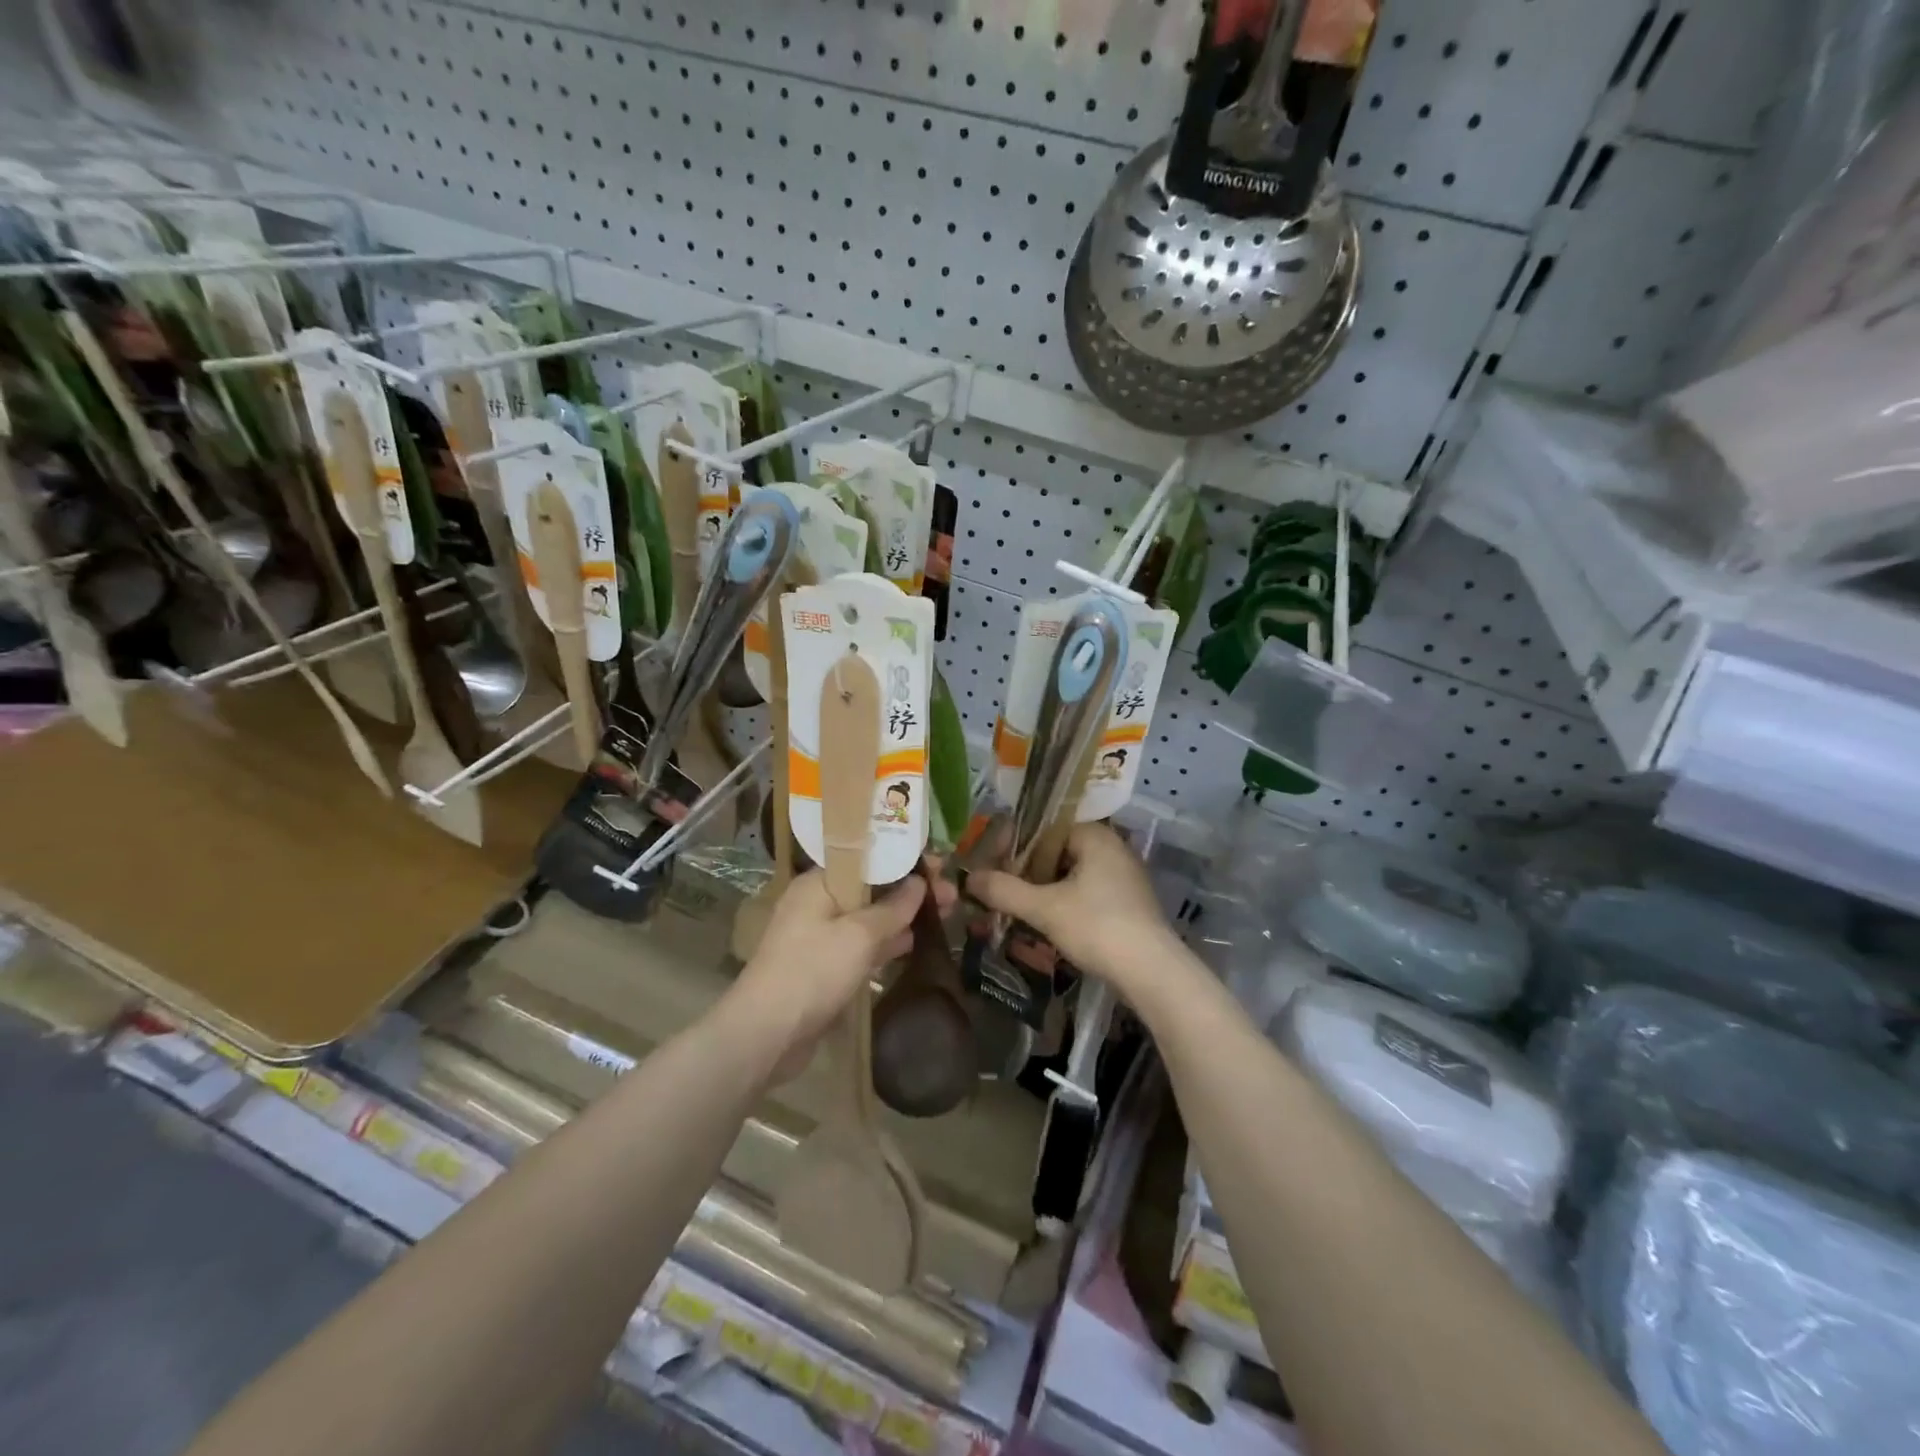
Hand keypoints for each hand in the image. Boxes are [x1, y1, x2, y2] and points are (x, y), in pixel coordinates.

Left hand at [725, 870, 925, 1072]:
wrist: (767, 1035)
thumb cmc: (813, 971)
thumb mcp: (859, 935)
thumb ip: (893, 908)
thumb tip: (918, 884)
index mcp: (819, 883)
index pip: (867, 859)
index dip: (903, 859)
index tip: (937, 864)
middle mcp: (818, 903)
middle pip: (871, 888)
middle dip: (910, 890)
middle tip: (950, 894)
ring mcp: (820, 937)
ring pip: (869, 918)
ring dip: (902, 916)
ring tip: (944, 914)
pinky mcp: (825, 967)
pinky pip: (862, 946)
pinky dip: (886, 943)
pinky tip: (914, 943)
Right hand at [968, 823, 1179, 999]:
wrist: (1152, 972)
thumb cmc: (1097, 927)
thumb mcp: (1044, 908)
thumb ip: (1004, 890)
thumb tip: (969, 878)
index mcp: (1096, 836)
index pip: (1046, 828)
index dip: (1017, 846)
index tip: (994, 867)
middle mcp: (1113, 848)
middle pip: (1058, 852)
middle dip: (1029, 872)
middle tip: (1002, 891)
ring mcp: (1125, 877)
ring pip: (1072, 875)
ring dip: (1045, 891)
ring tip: (1019, 910)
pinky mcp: (1129, 903)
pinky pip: (1088, 893)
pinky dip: (1066, 904)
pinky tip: (1048, 925)